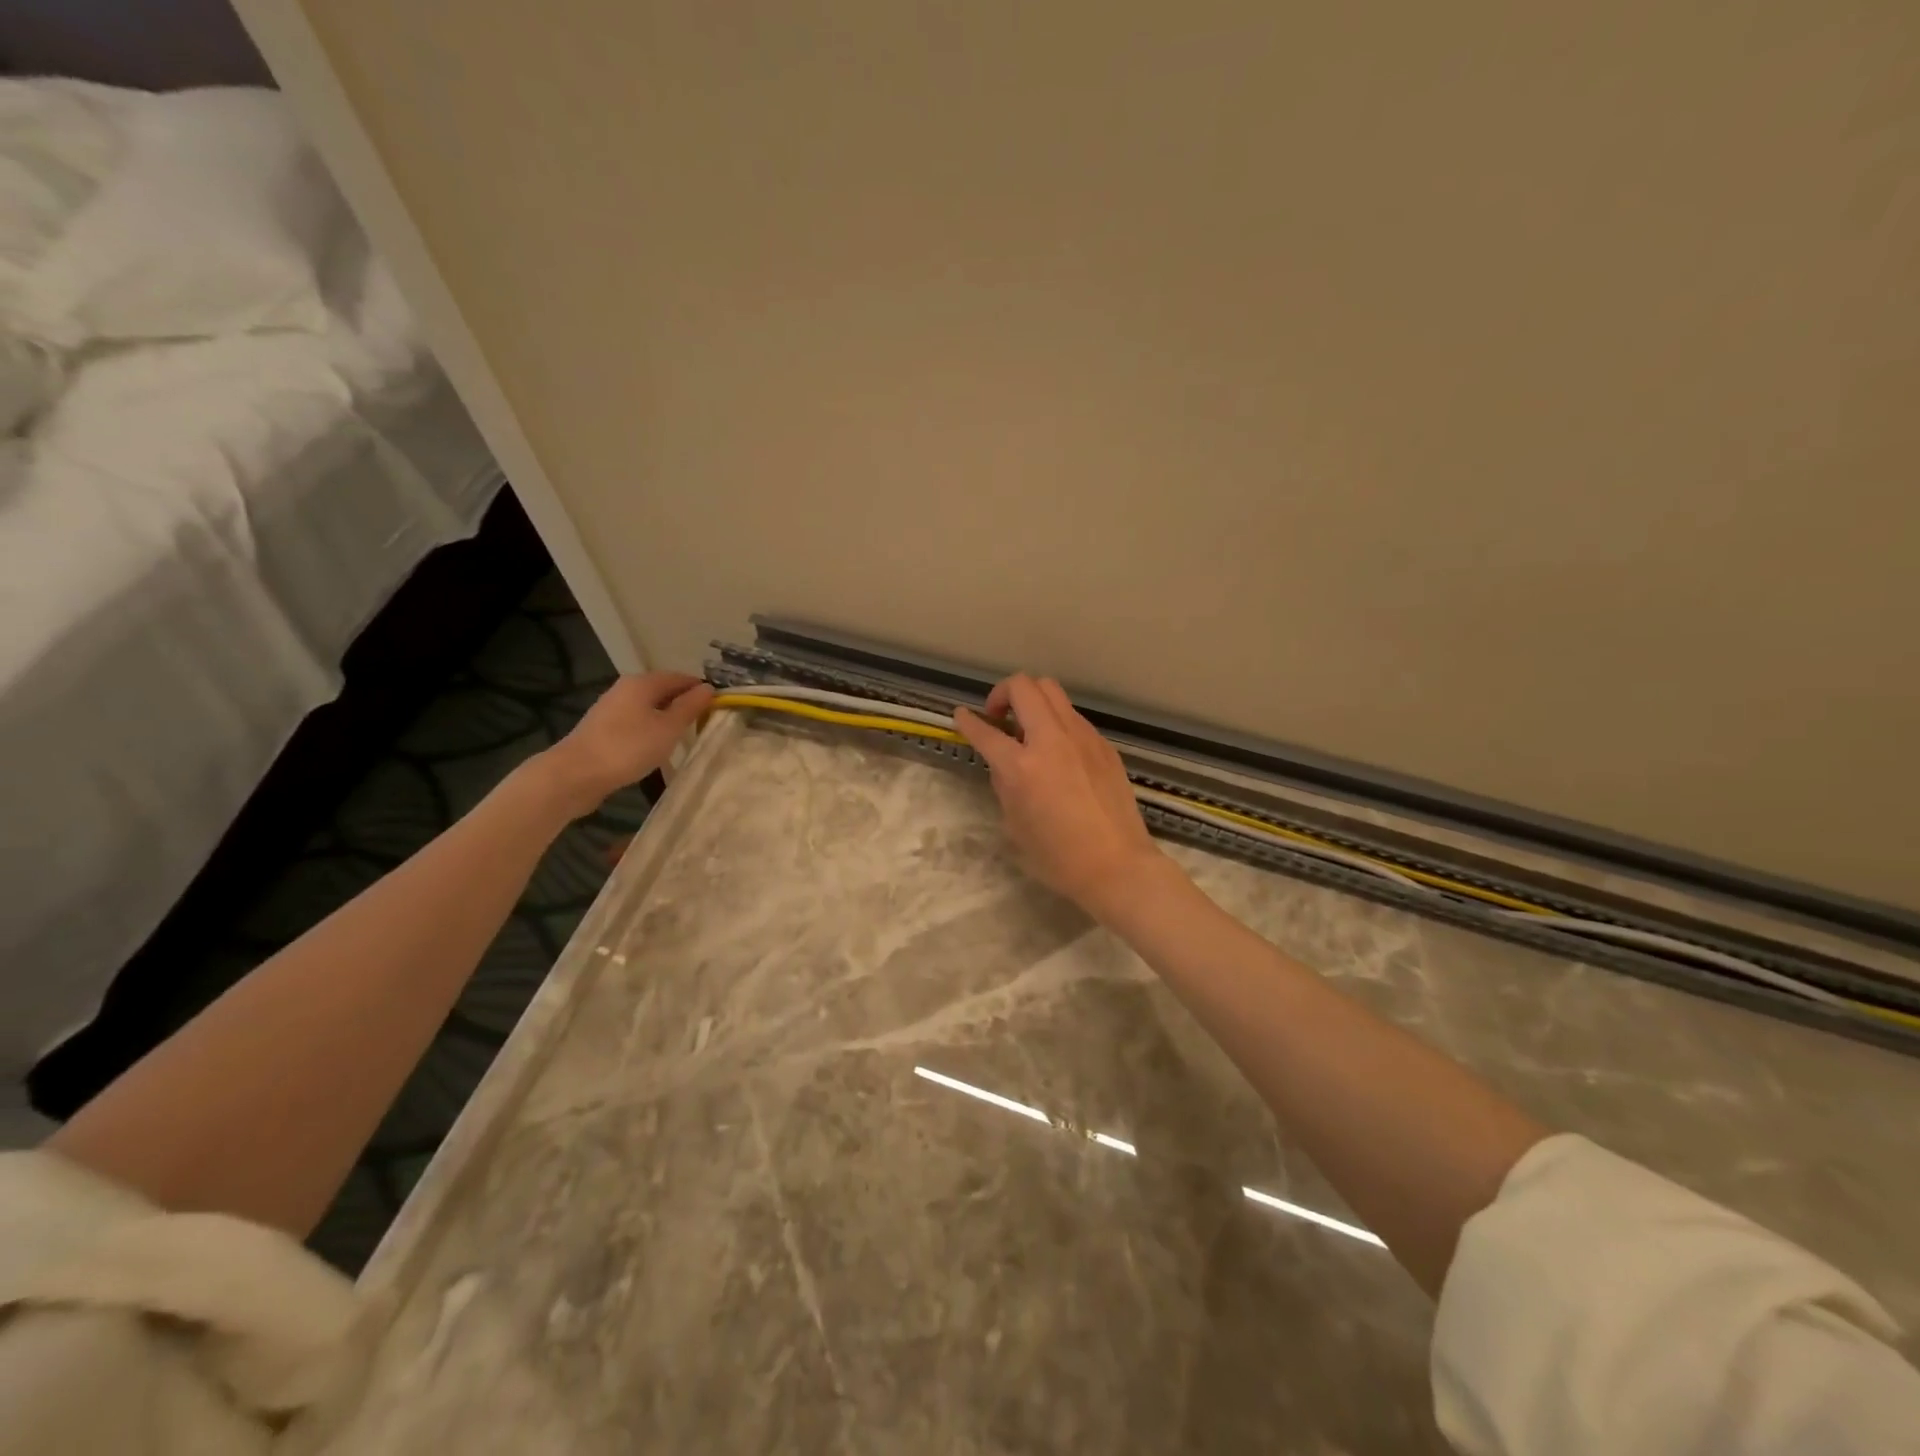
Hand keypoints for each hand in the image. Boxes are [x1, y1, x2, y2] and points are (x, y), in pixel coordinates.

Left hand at [539, 672, 713, 816]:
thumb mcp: (668, 728)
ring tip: (685, 737)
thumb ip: (690, 707)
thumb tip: (708, 689)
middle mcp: (626, 689)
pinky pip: (636, 722)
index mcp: (643, 683)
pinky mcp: (603, 728)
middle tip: (705, 723)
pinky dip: (651, 729)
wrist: (576, 774)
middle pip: (663, 691)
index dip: (701, 690)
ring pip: (649, 707)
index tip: (720, 707)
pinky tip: (657, 747)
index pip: (681, 677)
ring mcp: (612, 708)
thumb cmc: (628, 747)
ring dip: (668, 718)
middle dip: (685, 704)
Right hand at [954, 674, 1169, 920]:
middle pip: (1024, 686)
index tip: (962, 716)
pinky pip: (1073, 717)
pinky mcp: (1103, 745)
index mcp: (1022, 767)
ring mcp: (1082, 737)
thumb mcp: (1014, 824)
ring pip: (1053, 692)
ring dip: (1032, 701)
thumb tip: (1004, 765)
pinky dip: (1057, 722)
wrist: (1117, 865)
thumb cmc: (1058, 858)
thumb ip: (1004, 785)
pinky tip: (1058, 752)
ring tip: (1029, 729)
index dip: (968, 721)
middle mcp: (1052, 740)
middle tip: (1000, 718)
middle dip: (1003, 693)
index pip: (985, 731)